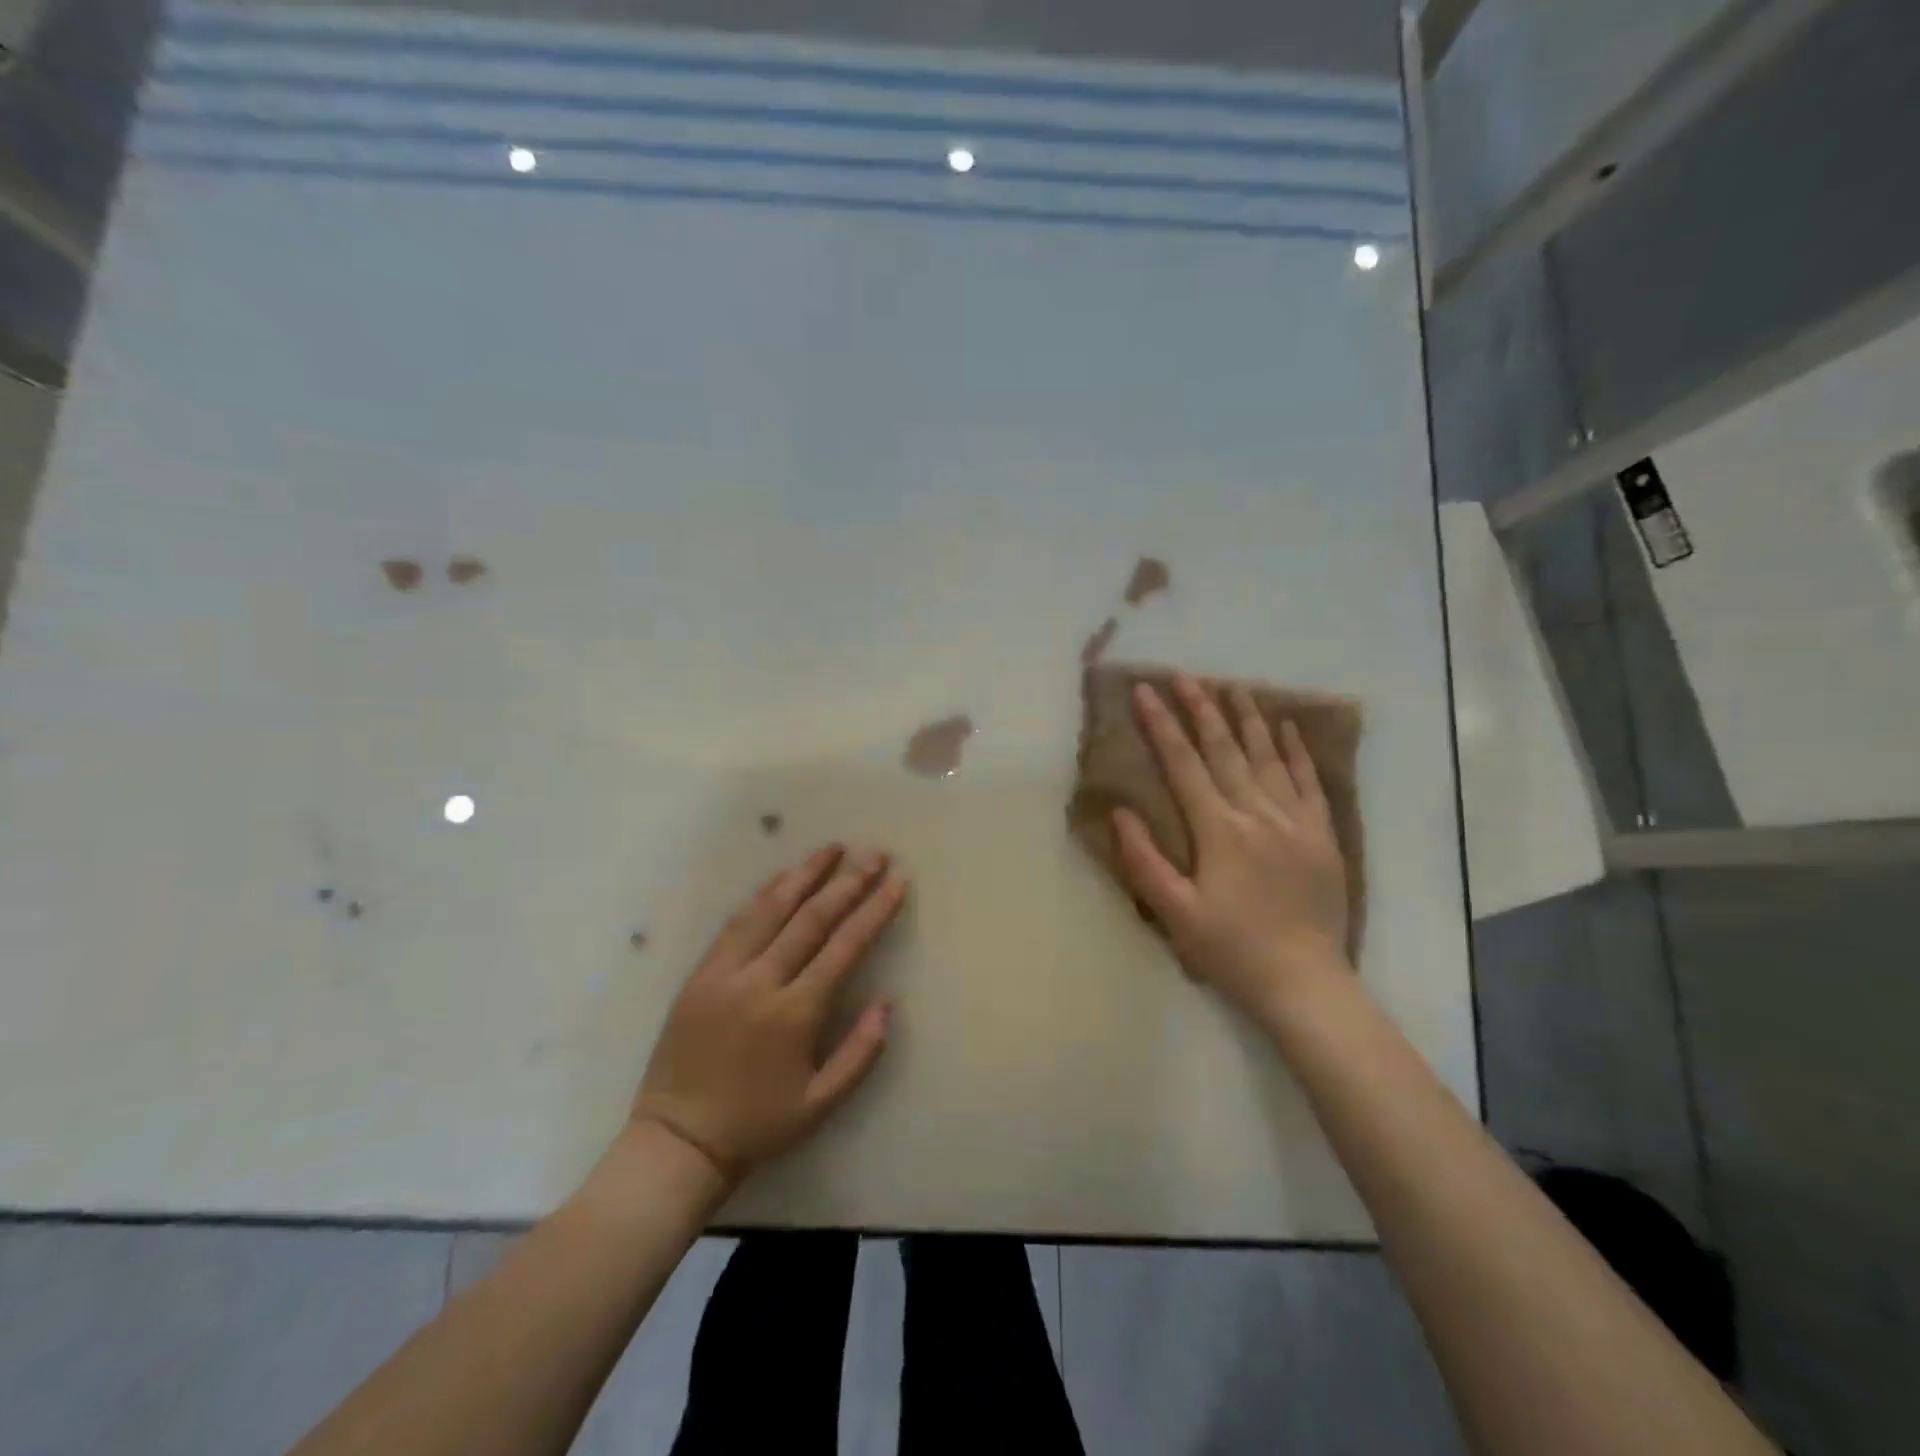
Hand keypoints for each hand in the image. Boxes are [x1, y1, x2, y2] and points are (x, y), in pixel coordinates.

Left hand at [632, 845, 907, 1183]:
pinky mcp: (700, 974)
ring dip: (804, 875)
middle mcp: (761, 982)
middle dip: (848, 882)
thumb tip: (887, 1003)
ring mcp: (725, 973)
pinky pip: (735, 923)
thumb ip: (860, 1053)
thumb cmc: (757, 1125)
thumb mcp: (820, 1104)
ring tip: (832, 848)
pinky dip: (763, 895)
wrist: (677, 1141)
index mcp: (794, 1013)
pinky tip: (782, 877)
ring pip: (770, 909)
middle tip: (874, 854)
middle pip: (811, 919)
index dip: (874, 911)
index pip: (844, 947)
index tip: (897, 881)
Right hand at [1114, 674, 1350, 1019]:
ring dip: (1247, 719)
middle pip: (1224, 750)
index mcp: (1219, 830)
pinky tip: (1287, 727)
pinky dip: (1296, 751)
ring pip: (1267, 757)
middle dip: (1201, 709)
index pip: (1184, 765)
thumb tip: (1120, 812)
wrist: (1306, 983)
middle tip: (1184, 676)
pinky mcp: (1322, 835)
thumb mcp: (1175, 915)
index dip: (1162, 726)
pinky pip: (1309, 782)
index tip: (1145, 692)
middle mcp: (1257, 814)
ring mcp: (1295, 822)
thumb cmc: (1231, 950)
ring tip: (1231, 686)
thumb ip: (1145, 862)